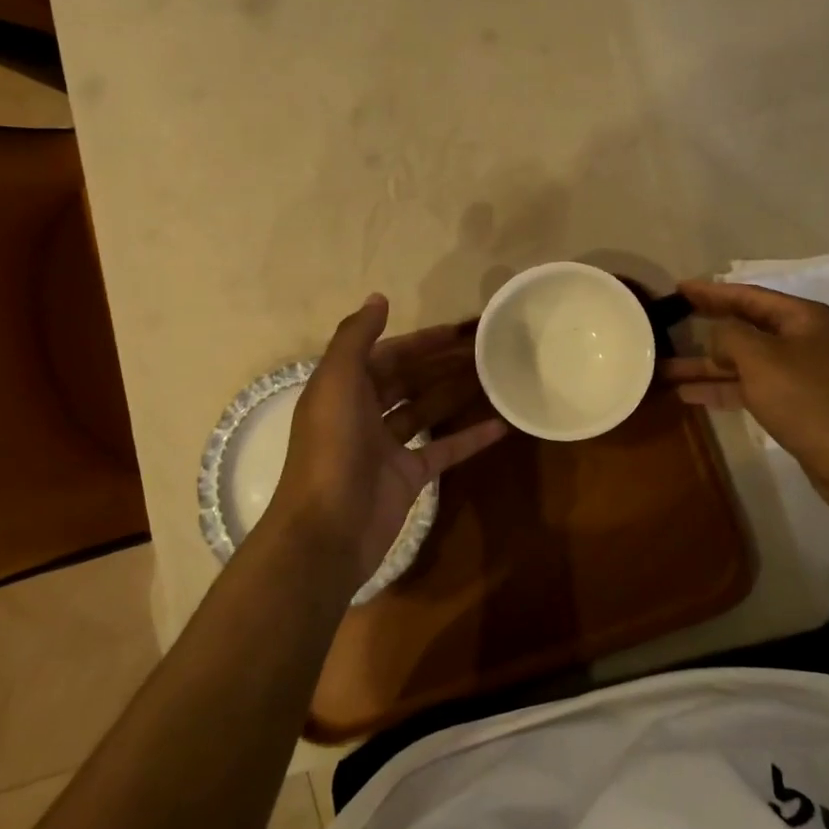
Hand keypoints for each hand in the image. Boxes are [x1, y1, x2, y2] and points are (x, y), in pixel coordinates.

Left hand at [269, 295, 506, 587]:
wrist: (327, 531)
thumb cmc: (331, 449)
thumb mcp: (337, 383)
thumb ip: (356, 338)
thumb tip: (379, 297)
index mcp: (344, 388)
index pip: (389, 354)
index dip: (422, 340)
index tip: (459, 329)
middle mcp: (364, 413)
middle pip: (410, 379)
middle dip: (444, 363)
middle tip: (487, 349)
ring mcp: (387, 447)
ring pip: (427, 410)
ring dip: (457, 392)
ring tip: (496, 375)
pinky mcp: (408, 477)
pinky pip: (444, 449)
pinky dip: (470, 437)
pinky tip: (500, 424)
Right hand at [661, 280, 828, 508]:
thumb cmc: (807, 399)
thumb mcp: (760, 358)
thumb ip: (730, 336)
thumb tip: (718, 336)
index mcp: (802, 318)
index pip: (748, 295)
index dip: (711, 292)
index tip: (680, 288)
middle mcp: (803, 339)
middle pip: (745, 328)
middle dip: (705, 330)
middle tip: (669, 324)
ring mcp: (800, 374)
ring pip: (743, 362)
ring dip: (706, 366)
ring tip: (664, 369)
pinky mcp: (795, 404)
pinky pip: (750, 387)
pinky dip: (722, 389)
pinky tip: (689, 395)